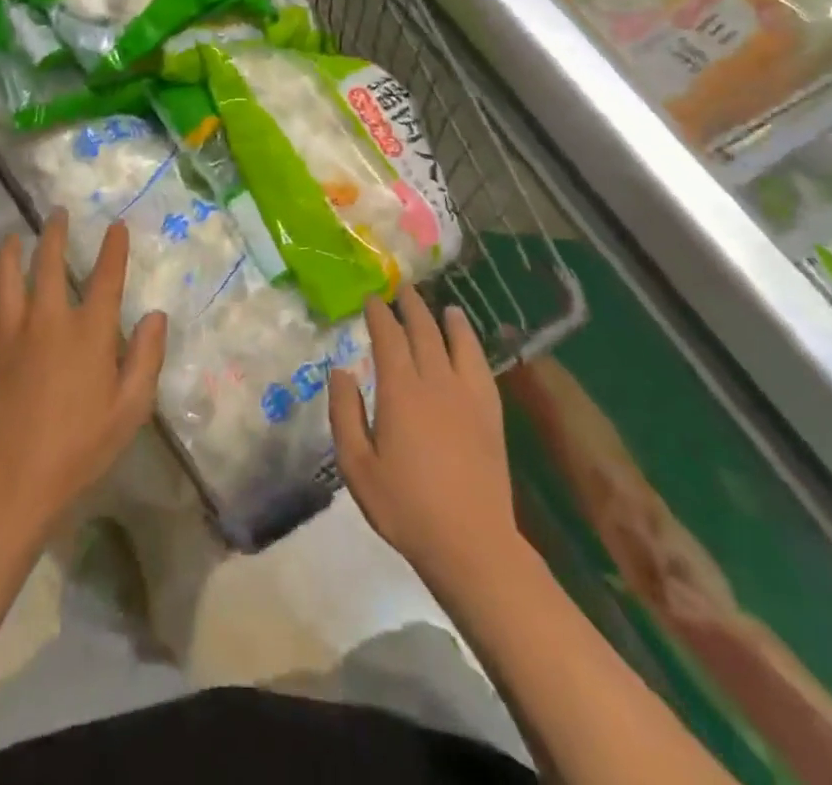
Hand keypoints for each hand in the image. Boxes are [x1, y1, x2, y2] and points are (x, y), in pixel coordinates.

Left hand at [0, 213, 167, 535]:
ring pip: (5, 276)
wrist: (11, 484)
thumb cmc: (79, 449)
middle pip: (49, 263)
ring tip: (15, 238)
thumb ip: (147, 358)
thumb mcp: (130, 410)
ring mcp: (8, 334)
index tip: (116, 225)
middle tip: (57, 214)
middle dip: (55, 233)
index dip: (114, 248)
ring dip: (11, 251)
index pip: (106, 278)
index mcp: (88, 334)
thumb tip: (155, 315)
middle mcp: (47, 321)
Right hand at [329, 289, 522, 590]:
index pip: (389, 338)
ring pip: (457, 344)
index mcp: (400, 391)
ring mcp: (468, 397)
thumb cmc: (405, 506)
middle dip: (411, 306)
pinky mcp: (490, 415)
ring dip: (446, 320)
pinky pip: (481, 368)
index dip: (379, 314)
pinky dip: (472, 347)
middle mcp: (436, 382)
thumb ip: (345, 414)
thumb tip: (341, 371)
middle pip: (424, 331)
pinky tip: (469, 345)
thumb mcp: (357, 466)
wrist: (471, 543)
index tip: (371, 297)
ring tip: (443, 306)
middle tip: (402, 288)